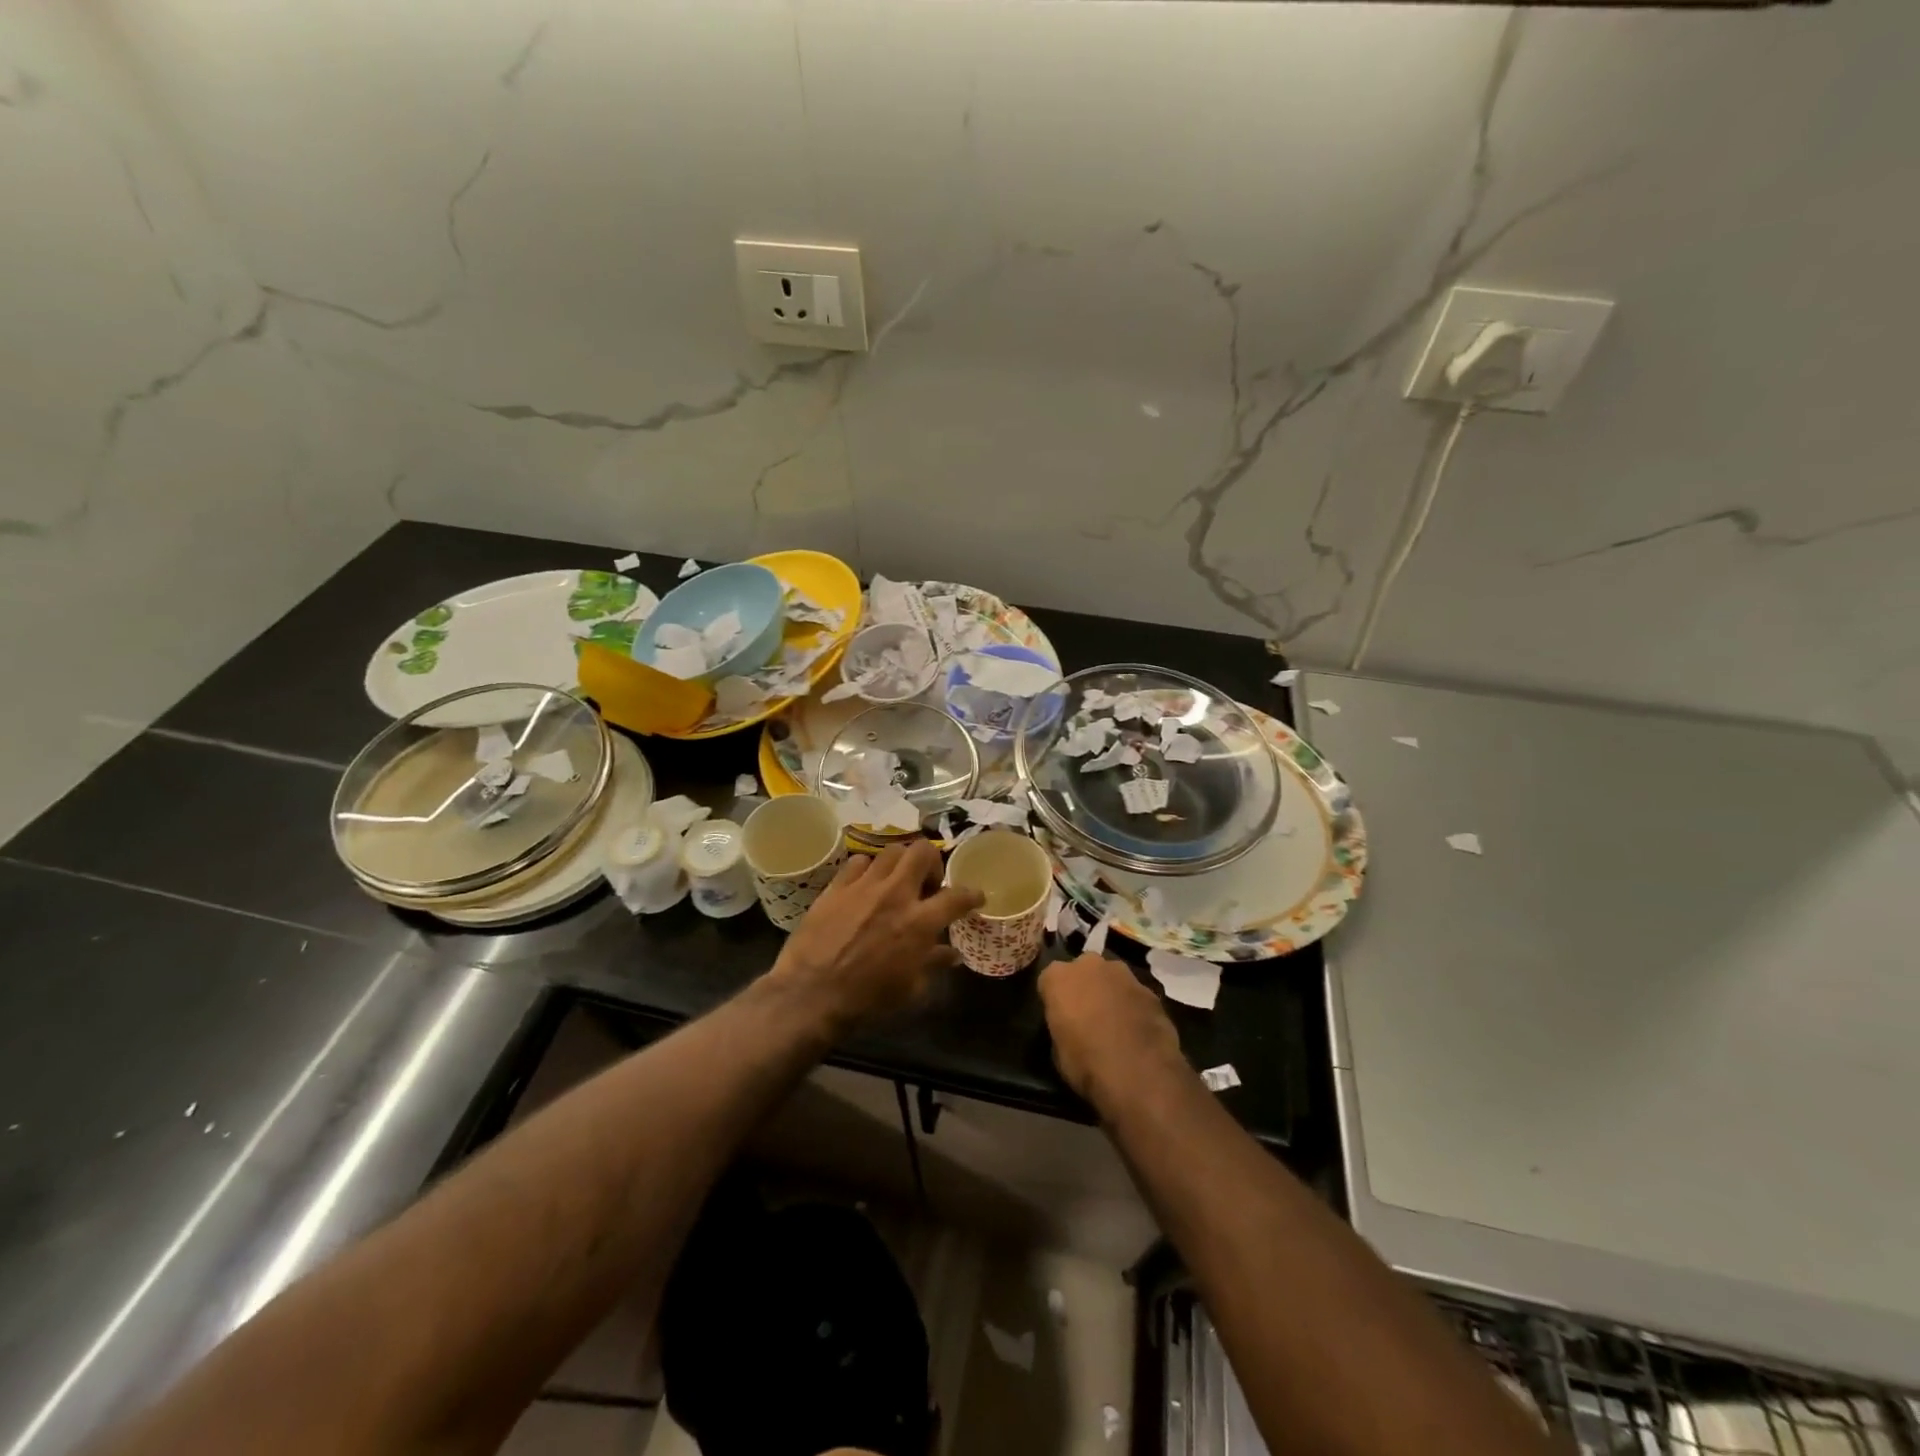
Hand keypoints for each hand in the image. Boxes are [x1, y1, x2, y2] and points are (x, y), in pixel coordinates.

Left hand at [770, 840, 983, 1031]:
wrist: (811, 995)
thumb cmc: (866, 999)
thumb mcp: (910, 988)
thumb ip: (933, 963)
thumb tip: (952, 955)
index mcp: (919, 922)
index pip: (957, 896)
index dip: (971, 894)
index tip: (975, 896)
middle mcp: (896, 894)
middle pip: (922, 852)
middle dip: (932, 862)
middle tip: (927, 883)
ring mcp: (864, 886)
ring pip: (891, 851)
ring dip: (900, 863)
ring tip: (896, 881)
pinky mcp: (837, 886)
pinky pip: (858, 862)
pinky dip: (867, 869)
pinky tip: (865, 885)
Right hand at [1039, 952, 1186, 1108]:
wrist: (1140, 1074)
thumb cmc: (1086, 1064)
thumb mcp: (1057, 1052)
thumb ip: (1061, 1026)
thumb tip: (1070, 1028)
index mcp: (1058, 977)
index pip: (1049, 981)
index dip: (1054, 1000)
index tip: (1059, 1017)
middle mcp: (1089, 965)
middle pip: (1082, 970)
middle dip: (1084, 987)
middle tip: (1087, 1015)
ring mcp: (1123, 974)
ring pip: (1111, 978)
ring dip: (1110, 993)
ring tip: (1115, 1023)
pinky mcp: (1150, 990)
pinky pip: (1134, 994)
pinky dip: (1133, 1006)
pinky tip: (1137, 1031)